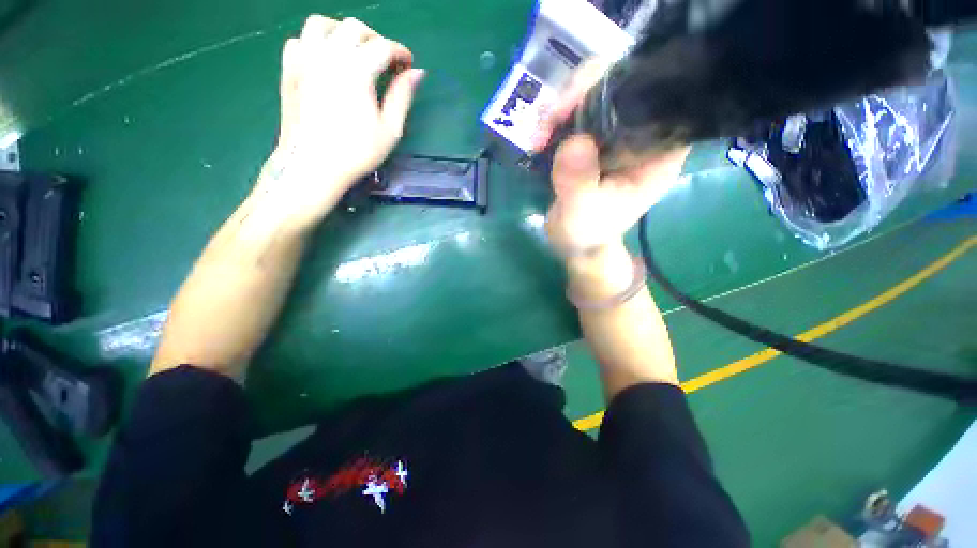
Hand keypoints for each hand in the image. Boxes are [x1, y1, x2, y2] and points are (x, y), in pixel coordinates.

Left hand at [255, 15, 424, 228]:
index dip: (400, 52)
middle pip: (354, 27)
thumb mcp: (389, 129)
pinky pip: (301, 40)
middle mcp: (329, 54)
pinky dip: (316, 43)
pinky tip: (326, 61)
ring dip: (343, 32)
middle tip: (385, 62)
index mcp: (357, 69)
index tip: (408, 65)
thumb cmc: (356, 152)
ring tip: (354, 53)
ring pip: (323, 24)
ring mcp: (304, 58)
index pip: (383, 46)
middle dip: (375, 39)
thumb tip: (417, 73)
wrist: (313, 164)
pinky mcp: (289, 69)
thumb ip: (402, 96)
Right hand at [539, 60, 689, 255]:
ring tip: (540, 135)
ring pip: (598, 93)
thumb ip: (578, 183)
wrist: (575, 243)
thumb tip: (573, 142)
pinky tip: (541, 136)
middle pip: (625, 85)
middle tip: (551, 120)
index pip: (657, 99)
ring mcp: (619, 135)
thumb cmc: (586, 234)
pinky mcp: (597, 139)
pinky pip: (580, 111)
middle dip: (583, 94)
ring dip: (564, 107)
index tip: (581, 102)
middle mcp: (644, 137)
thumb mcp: (581, 214)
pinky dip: (557, 118)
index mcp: (658, 154)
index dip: (623, 85)